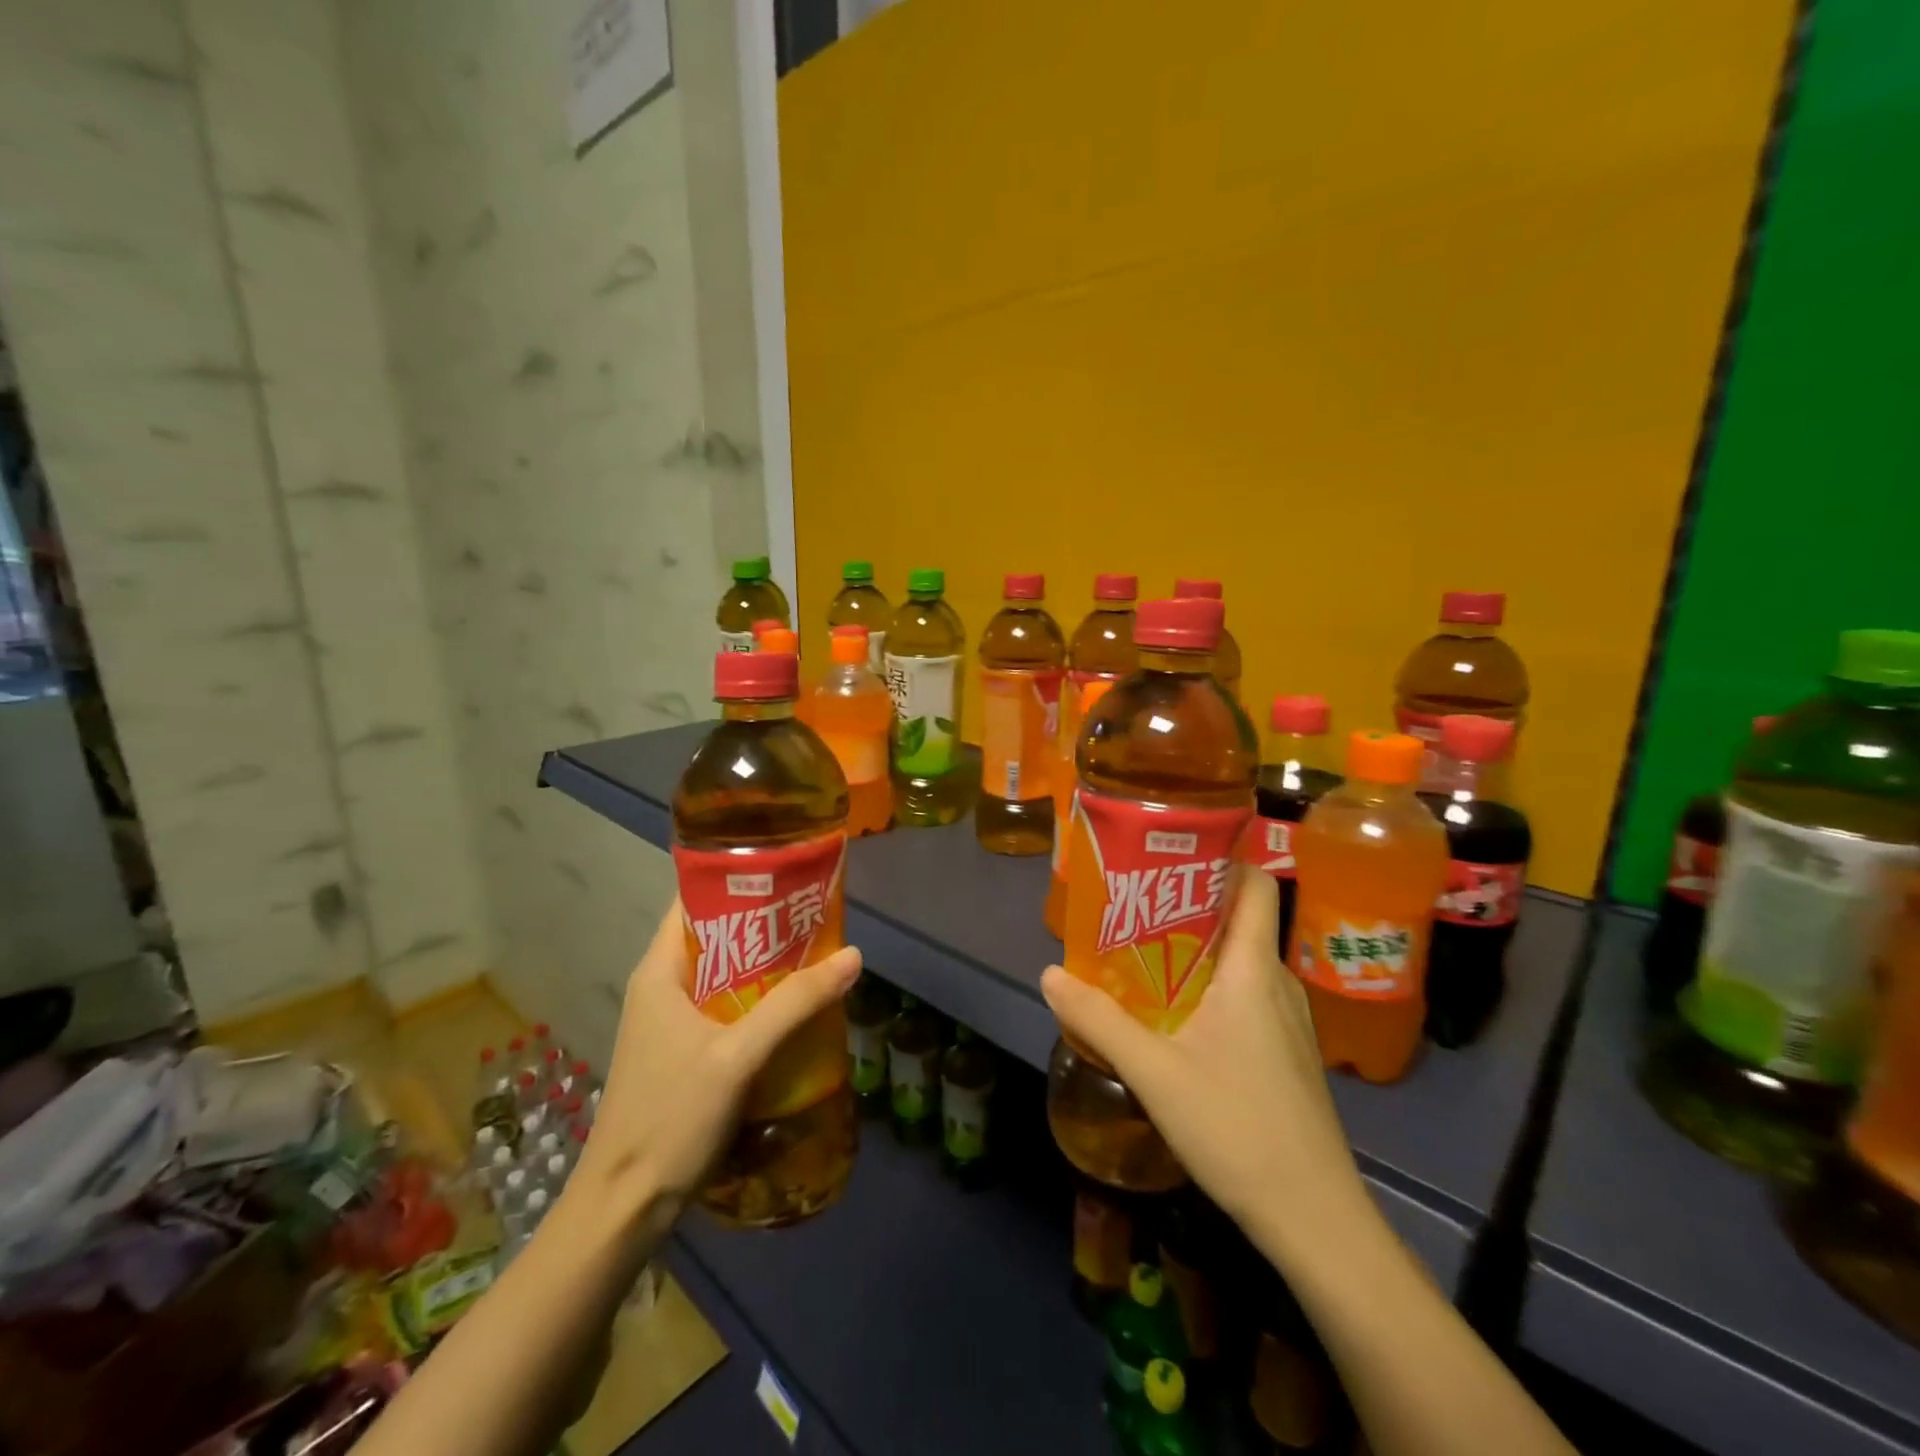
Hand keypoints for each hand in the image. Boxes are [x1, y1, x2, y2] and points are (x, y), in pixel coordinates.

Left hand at [572, 900, 862, 1216]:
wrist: (624, 1206)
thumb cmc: (671, 1117)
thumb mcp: (738, 1055)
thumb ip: (795, 1003)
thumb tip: (853, 955)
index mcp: (660, 970)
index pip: (695, 901)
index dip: (739, 880)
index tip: (788, 872)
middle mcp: (662, 986)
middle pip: (717, 935)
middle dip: (765, 923)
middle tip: (816, 914)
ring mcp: (670, 1021)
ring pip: (724, 973)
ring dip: (766, 964)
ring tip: (817, 952)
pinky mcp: (682, 1051)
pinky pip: (725, 1006)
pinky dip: (758, 998)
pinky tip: (795, 1007)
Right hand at [1041, 869, 1365, 1244]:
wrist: (1315, 1219)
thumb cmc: (1238, 1128)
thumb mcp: (1154, 1072)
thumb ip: (1099, 1020)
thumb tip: (1050, 974)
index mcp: (1252, 970)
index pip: (1254, 884)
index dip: (1221, 857)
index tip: (1170, 852)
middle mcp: (1276, 982)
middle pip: (1238, 918)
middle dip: (1187, 903)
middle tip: (1133, 901)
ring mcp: (1287, 1020)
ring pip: (1239, 959)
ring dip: (1194, 947)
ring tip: (1141, 950)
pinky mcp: (1285, 1052)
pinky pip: (1245, 993)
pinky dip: (1209, 984)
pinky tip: (1174, 1013)